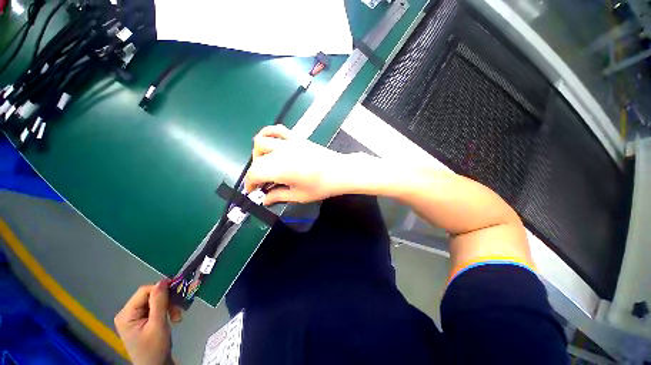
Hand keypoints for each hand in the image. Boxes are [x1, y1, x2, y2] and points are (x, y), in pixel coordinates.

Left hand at [114, 281, 182, 364]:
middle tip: (179, 309)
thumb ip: (159, 302)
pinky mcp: (141, 320)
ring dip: (168, 306)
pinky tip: (172, 317)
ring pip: (155, 301)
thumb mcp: (158, 325)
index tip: (178, 292)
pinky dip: (166, 310)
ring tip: (177, 316)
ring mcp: (134, 317)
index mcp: (126, 314)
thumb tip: (163, 281)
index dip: (161, 289)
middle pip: (150, 296)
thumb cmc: (154, 348)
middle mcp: (127, 313)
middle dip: (167, 301)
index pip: (144, 291)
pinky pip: (155, 308)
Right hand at [245, 125, 360, 205]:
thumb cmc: (322, 186)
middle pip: (257, 160)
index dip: (250, 183)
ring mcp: (289, 143)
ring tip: (266, 163)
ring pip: (261, 142)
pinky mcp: (296, 138)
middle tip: (263, 183)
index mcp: (281, 169)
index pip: (255, 173)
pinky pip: (277, 130)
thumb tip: (264, 200)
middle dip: (255, 173)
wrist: (341, 171)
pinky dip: (268, 134)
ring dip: (258, 154)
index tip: (252, 191)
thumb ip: (279, 196)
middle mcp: (281, 153)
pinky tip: (271, 143)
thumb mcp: (299, 196)